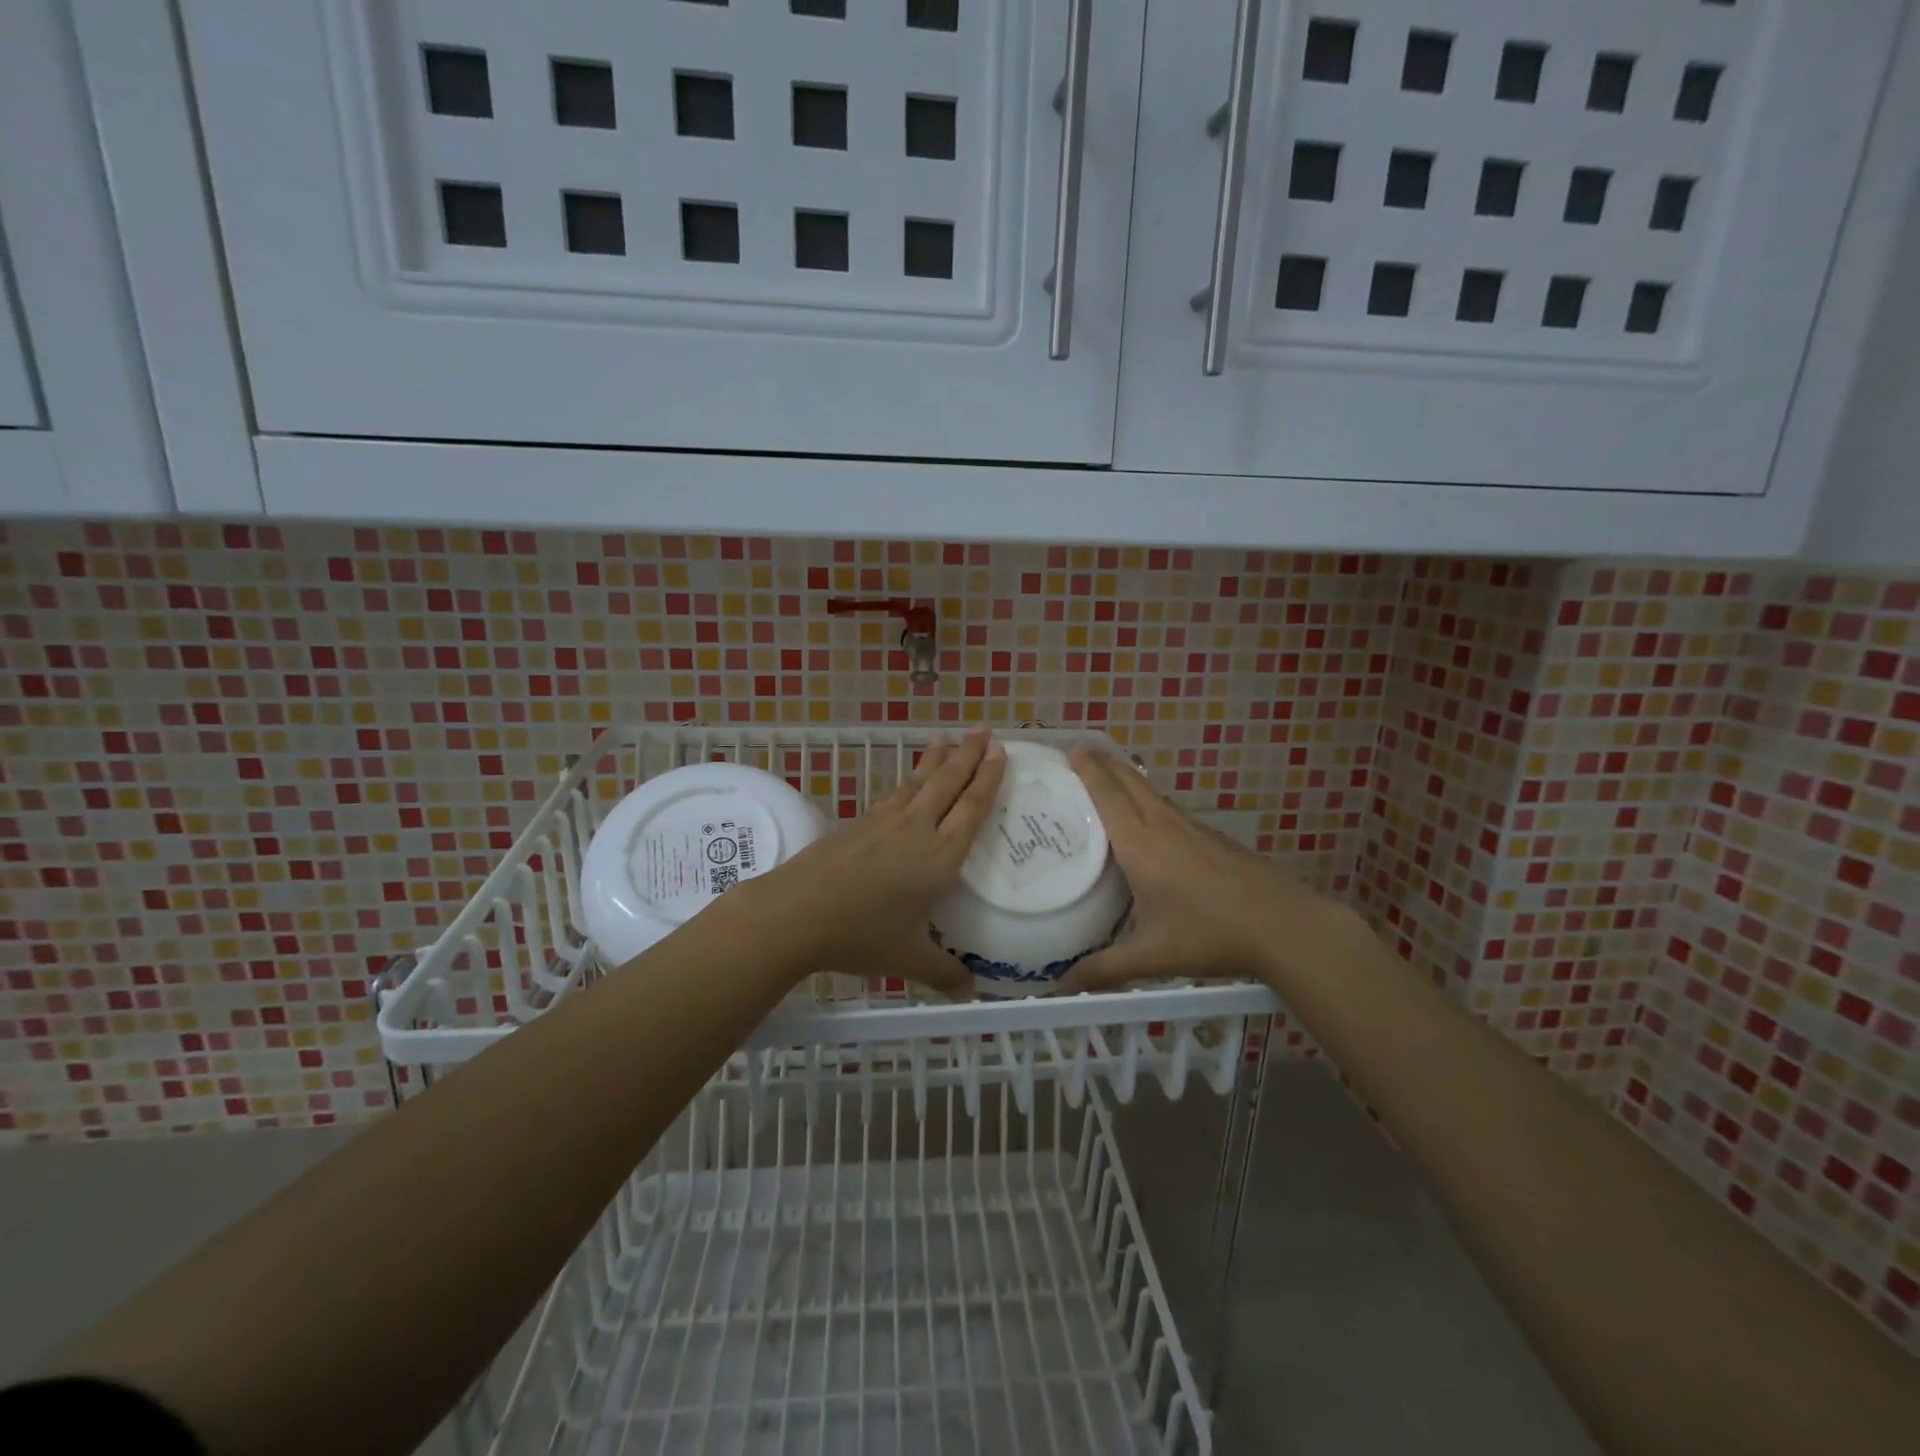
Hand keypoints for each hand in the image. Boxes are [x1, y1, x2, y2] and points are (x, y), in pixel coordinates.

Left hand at [743, 728, 1006, 996]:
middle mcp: (916, 829)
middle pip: (948, 783)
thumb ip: (944, 973)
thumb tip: (971, 993)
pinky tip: (908, 780)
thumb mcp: (909, 958)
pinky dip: (908, 779)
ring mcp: (884, 821)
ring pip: (918, 782)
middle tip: (985, 730)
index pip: (972, 808)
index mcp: (939, 856)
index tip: (1001, 752)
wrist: (797, 912)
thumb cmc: (861, 934)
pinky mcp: (858, 822)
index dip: (989, 779)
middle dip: (969, 755)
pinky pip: (893, 793)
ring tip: (949, 739)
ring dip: (937, 759)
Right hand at [1057, 747, 1341, 991]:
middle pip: (1130, 781)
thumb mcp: (1152, 955)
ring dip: (1127, 777)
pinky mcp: (1211, 837)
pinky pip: (1168, 806)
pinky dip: (1148, 797)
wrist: (1284, 925)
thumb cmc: (1210, 934)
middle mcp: (1163, 825)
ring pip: (1151, 791)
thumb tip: (1061, 986)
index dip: (1088, 769)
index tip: (1070, 748)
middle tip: (1080, 753)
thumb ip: (1105, 969)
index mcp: (1141, 843)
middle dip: (1104, 762)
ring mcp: (1191, 828)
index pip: (1108, 794)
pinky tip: (1149, 817)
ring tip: (1107, 777)